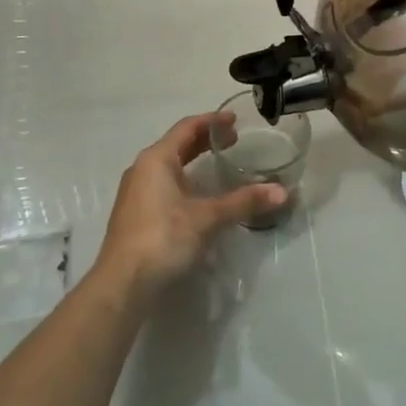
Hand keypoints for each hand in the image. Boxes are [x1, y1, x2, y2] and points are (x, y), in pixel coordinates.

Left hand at [95, 114, 285, 299]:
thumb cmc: (163, 238)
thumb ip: (244, 201)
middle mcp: (142, 169)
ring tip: (219, 164)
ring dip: (193, 160)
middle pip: (177, 144)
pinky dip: (184, 179)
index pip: (187, 127)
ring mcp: (135, 192)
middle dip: (205, 140)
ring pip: (169, 165)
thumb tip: (282, 192)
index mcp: (156, 159)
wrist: (123, 284)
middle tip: (234, 141)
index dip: (212, 121)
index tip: (235, 121)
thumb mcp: (208, 217)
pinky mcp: (135, 214)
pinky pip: (163, 183)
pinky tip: (198, 195)